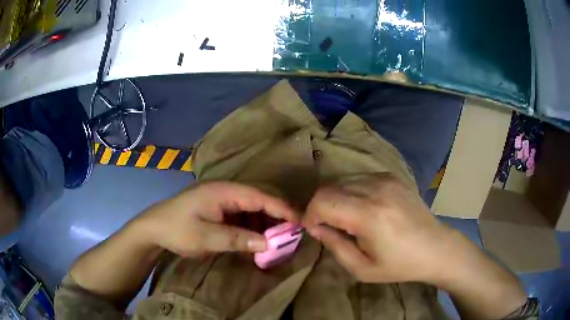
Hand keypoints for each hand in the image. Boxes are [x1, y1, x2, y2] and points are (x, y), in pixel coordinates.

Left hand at [134, 181, 298, 256]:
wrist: (153, 228)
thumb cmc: (178, 229)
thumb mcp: (206, 237)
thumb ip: (237, 239)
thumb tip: (269, 243)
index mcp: (223, 191)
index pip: (259, 197)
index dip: (281, 208)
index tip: (300, 222)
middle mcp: (225, 191)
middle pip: (258, 200)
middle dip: (277, 216)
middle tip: (293, 233)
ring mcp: (221, 200)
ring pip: (251, 209)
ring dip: (265, 223)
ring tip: (280, 239)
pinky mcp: (218, 210)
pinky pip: (241, 216)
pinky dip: (252, 227)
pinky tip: (258, 239)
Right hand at [303, 174, 456, 283]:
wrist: (435, 247)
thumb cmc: (400, 264)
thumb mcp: (362, 268)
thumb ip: (334, 246)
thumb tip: (316, 228)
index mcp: (370, 215)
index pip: (322, 201)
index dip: (310, 215)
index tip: (314, 230)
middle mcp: (376, 189)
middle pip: (329, 188)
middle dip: (320, 207)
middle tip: (328, 227)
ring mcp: (385, 179)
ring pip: (341, 180)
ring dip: (335, 199)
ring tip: (346, 219)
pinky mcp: (391, 176)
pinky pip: (358, 178)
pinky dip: (350, 192)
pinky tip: (362, 208)